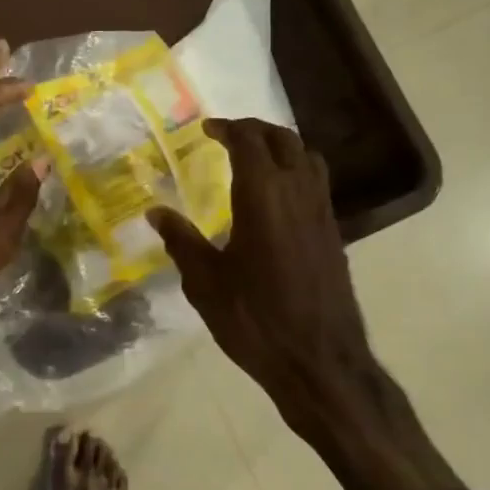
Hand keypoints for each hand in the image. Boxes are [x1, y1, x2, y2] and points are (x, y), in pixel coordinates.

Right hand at [150, 119, 460, 489]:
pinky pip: (316, 184)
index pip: (249, 142)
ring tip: (255, 158)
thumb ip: (181, 241)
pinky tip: (276, 199)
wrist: (318, 361)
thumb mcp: (205, 282)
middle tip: (228, 136)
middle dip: (255, 130)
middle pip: (284, 140)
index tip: (206, 129)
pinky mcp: (333, 234)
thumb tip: (156, 212)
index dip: (227, 128)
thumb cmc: (254, 319)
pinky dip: (296, 172)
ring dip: (281, 147)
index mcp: (263, 196)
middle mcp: (298, 193)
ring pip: (308, 158)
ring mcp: (322, 212)